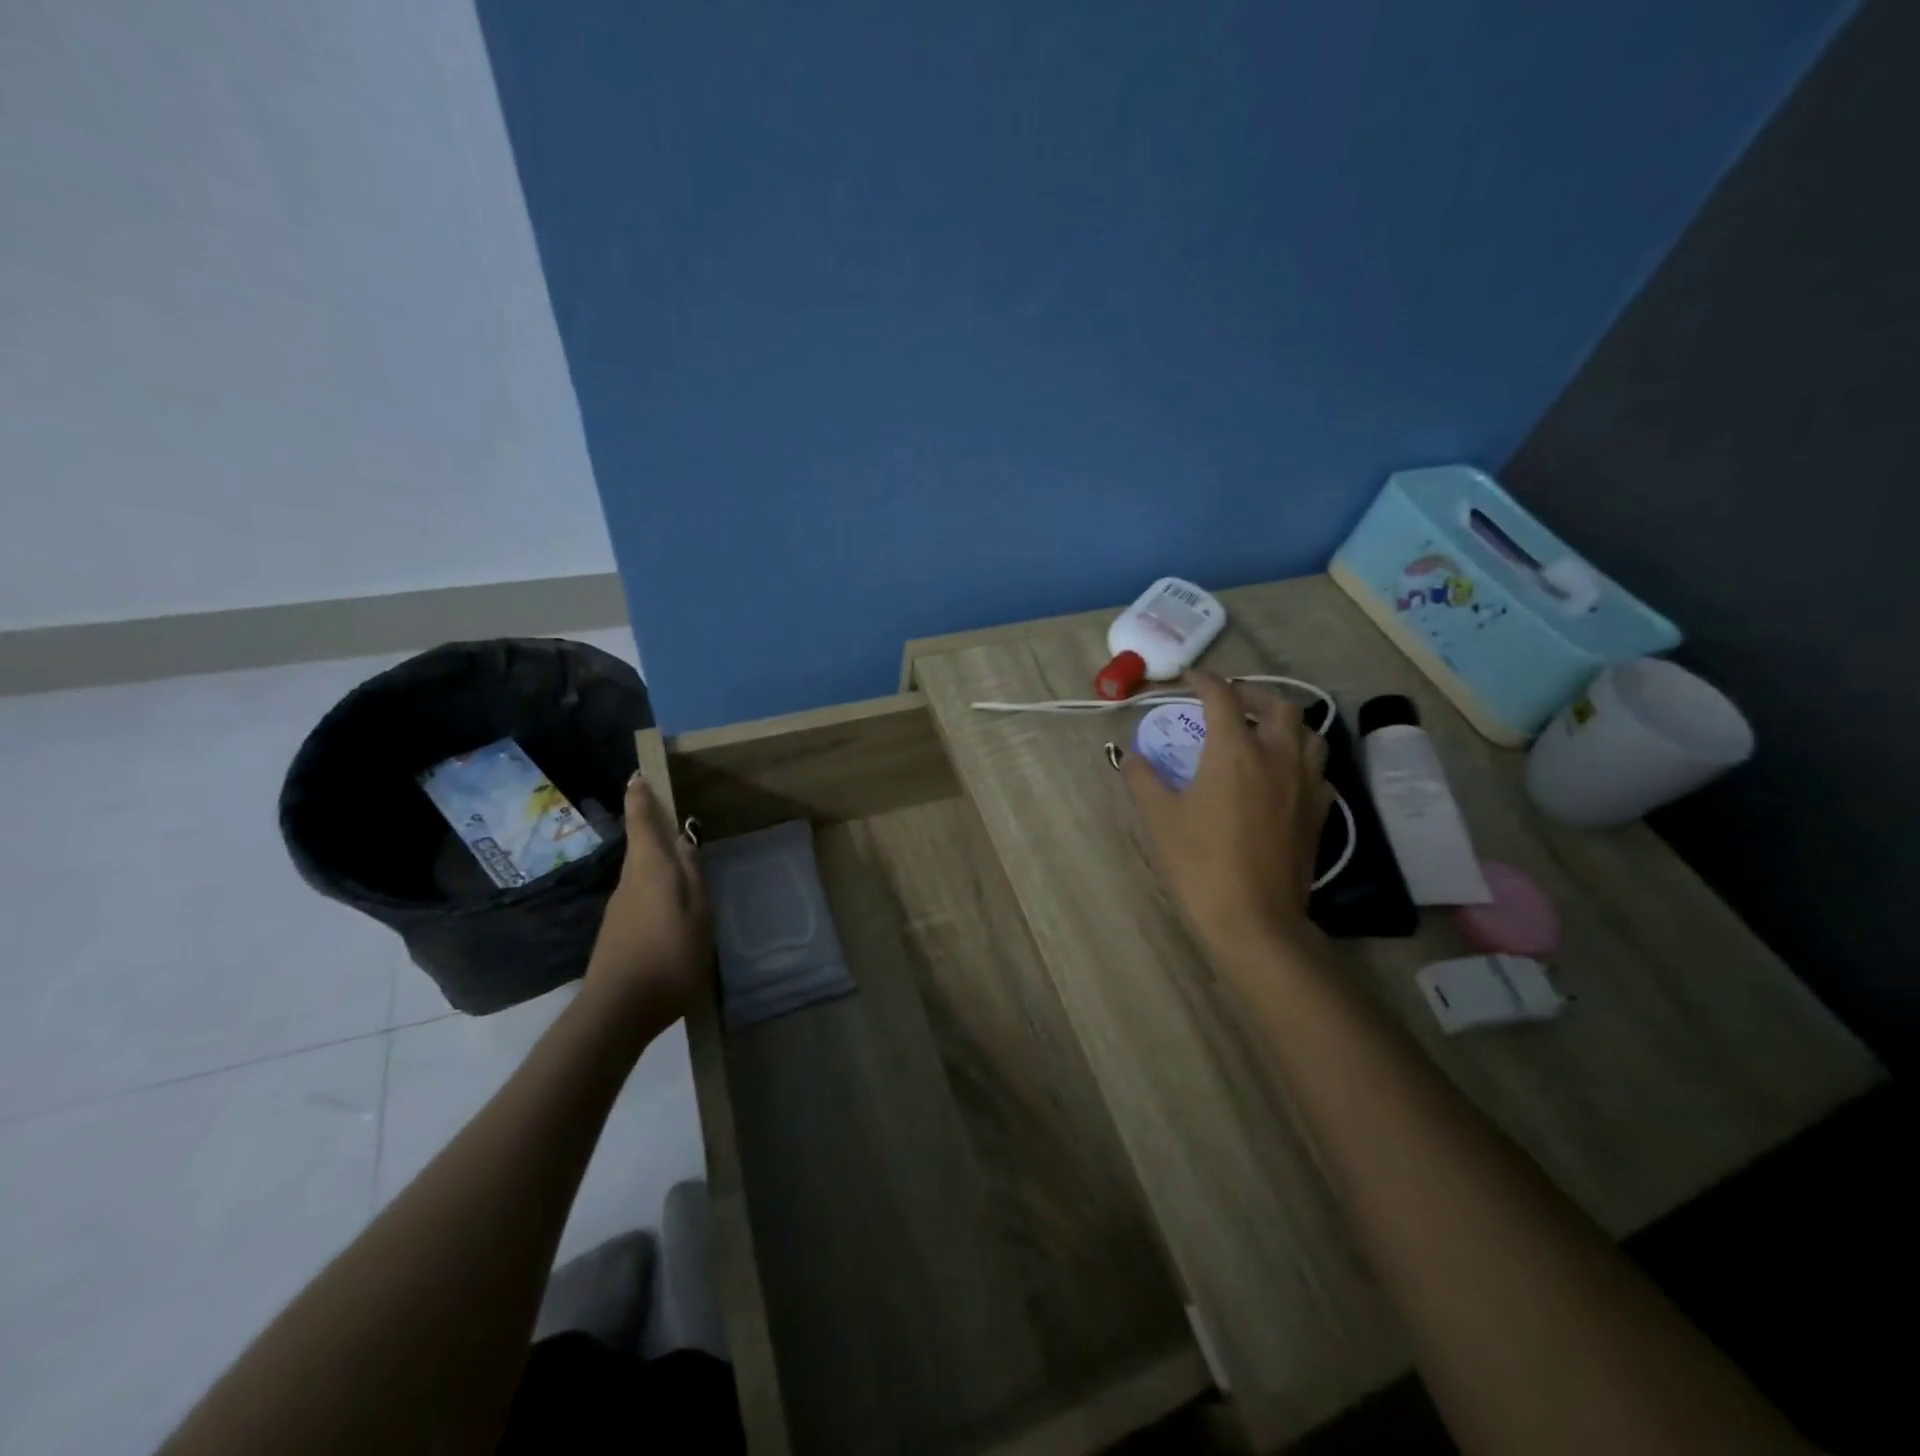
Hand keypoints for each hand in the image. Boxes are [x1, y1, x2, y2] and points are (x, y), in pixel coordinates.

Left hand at [584, 772, 711, 1024]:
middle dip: (652, 828)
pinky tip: (671, 905)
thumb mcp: (698, 913)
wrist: (617, 1010)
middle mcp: (630, 881)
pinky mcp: (617, 930)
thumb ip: (694, 876)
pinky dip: (654, 886)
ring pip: (641, 871)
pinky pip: (640, 893)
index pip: (643, 822)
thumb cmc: (668, 955)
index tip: (637, 775)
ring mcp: (620, 907)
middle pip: (641, 846)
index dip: (641, 797)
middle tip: (674, 817)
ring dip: (656, 860)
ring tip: (682, 862)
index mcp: (651, 869)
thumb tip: (686, 842)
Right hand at [1122, 670, 1333, 958]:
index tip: (1188, 679)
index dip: (1203, 681)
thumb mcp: (1159, 817)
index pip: (1222, 697)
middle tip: (1228, 701)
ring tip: (1262, 730)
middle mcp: (1277, 756)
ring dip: (1285, 722)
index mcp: (1235, 750)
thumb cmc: (1199, 863)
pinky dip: (1300, 758)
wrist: (1254, 919)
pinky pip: (1318, 769)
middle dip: (1252, 694)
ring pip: (1309, 733)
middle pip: (1278, 705)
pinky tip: (1282, 774)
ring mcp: (1305, 784)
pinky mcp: (1319, 812)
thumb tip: (1130, 756)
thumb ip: (1142, 778)